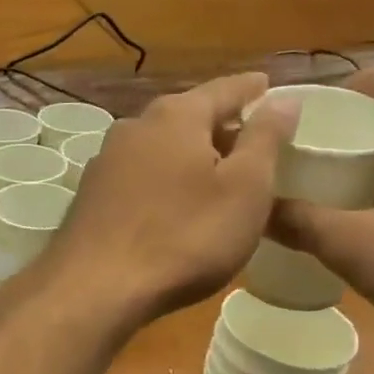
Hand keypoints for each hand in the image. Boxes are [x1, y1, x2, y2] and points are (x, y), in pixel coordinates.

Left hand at [40, 73, 297, 324]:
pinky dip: (163, 178)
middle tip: (250, 137)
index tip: (270, 87)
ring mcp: (105, 161)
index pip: (225, 88)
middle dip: (220, 123)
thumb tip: (283, 99)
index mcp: (176, 116)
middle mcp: (134, 127)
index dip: (252, 89)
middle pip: (187, 115)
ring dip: (188, 153)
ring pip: (159, 145)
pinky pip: (139, 174)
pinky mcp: (91, 195)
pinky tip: (173, 202)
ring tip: (215, 171)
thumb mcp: (245, 188)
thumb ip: (265, 139)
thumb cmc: (184, 237)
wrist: (95, 287)